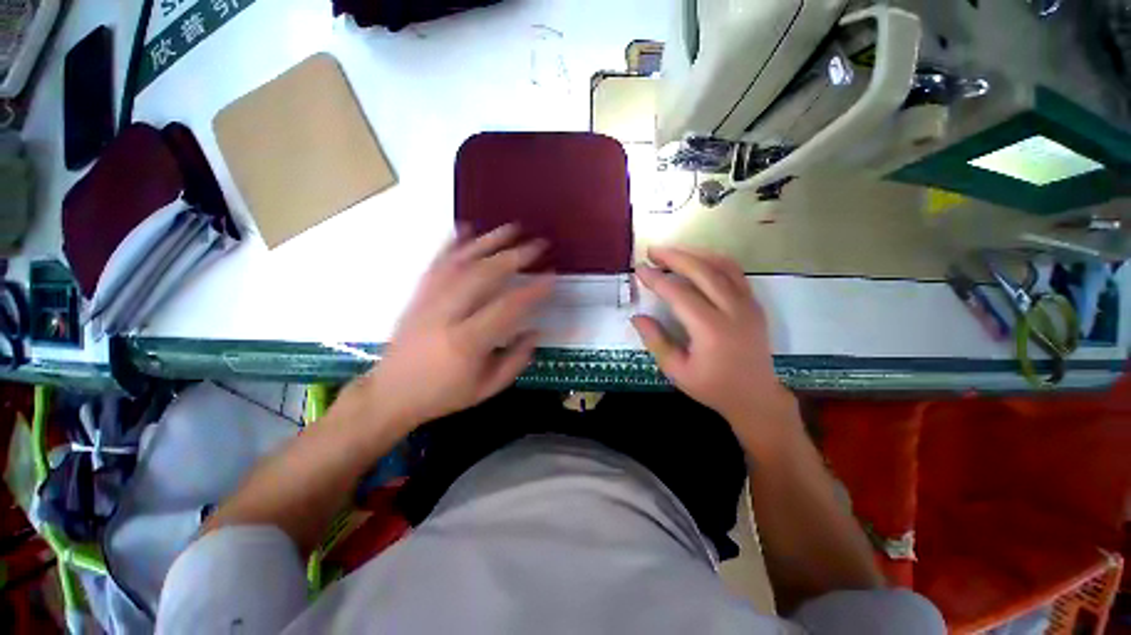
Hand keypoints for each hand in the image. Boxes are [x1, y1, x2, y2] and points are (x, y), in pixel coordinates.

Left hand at [358, 224, 553, 429]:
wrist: (390, 394)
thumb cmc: (443, 395)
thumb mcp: (487, 388)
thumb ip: (516, 359)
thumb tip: (535, 330)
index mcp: (467, 342)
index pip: (507, 307)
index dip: (533, 290)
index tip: (551, 277)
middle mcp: (446, 315)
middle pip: (483, 276)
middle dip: (515, 256)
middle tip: (538, 245)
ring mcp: (428, 301)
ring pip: (460, 263)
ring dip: (488, 242)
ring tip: (512, 228)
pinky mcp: (417, 296)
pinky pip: (435, 264)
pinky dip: (452, 243)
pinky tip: (465, 228)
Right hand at [631, 247, 797, 448]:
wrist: (756, 398)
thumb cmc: (713, 388)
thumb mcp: (677, 371)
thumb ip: (656, 341)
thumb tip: (637, 317)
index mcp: (711, 330)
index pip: (679, 294)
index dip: (656, 279)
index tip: (639, 269)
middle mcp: (733, 310)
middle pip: (702, 271)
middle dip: (674, 257)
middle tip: (652, 251)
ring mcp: (748, 304)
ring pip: (722, 265)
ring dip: (695, 253)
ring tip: (672, 252)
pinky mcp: (754, 304)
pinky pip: (735, 272)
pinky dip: (714, 260)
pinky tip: (699, 260)